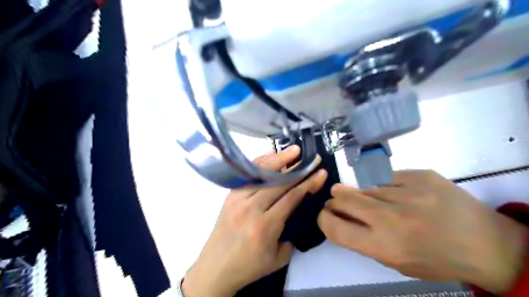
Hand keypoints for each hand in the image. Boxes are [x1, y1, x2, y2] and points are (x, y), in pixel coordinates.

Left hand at [184, 146, 328, 296]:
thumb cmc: (248, 266)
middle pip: (279, 183)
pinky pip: (247, 176)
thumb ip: (291, 236)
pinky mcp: (230, 196)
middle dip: (298, 169)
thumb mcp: (277, 259)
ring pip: (262, 175)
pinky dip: (260, 164)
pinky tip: (270, 156)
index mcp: (265, 226)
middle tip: (311, 158)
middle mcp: (251, 208)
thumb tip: (295, 215)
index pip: (291, 198)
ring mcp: (238, 199)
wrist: (215, 268)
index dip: (308, 183)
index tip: (320, 173)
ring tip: (293, 150)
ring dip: (279, 160)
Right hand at [316, 171, 525, 292]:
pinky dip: (385, 185)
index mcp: (384, 245)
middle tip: (339, 201)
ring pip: (365, 186)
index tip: (325, 215)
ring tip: (377, 202)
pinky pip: (387, 177)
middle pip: (343, 197)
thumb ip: (363, 239)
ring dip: (362, 194)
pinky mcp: (420, 175)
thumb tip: (340, 216)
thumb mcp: (395, 262)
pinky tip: (398, 194)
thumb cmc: (436, 259)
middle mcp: (391, 216)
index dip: (323, 219)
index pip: (335, 226)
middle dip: (335, 200)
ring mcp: (407, 191)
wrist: (487, 243)